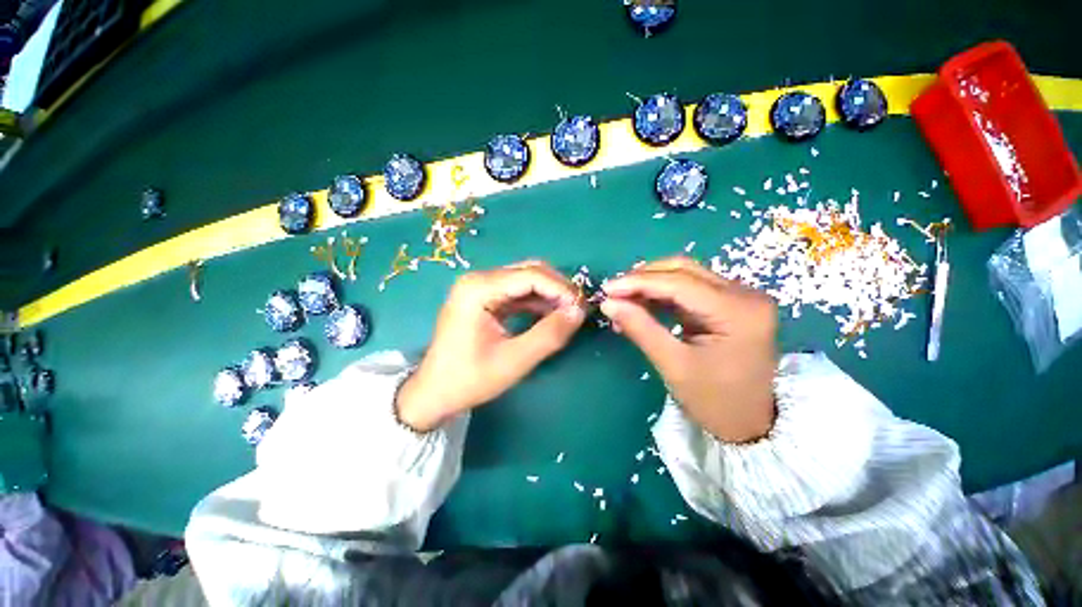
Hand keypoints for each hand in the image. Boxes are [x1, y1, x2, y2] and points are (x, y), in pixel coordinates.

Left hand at [396, 261, 585, 431]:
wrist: (434, 392)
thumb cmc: (469, 379)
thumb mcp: (514, 360)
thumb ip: (549, 335)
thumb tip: (579, 312)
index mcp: (479, 288)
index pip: (531, 275)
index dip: (561, 289)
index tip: (582, 309)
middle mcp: (478, 279)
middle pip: (529, 271)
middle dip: (557, 288)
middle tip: (577, 310)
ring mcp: (479, 287)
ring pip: (525, 279)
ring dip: (549, 294)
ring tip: (568, 314)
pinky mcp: (483, 297)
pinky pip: (517, 292)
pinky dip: (536, 301)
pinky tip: (550, 315)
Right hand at [600, 257, 777, 442]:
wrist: (752, 424)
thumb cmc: (715, 402)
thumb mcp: (674, 366)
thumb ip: (640, 328)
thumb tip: (607, 303)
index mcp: (738, 311)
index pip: (679, 283)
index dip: (638, 282)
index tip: (606, 289)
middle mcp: (745, 294)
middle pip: (684, 270)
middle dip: (643, 278)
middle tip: (612, 293)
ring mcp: (739, 296)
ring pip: (684, 275)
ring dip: (650, 284)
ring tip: (622, 301)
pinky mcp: (730, 303)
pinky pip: (689, 288)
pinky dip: (661, 294)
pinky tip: (641, 304)